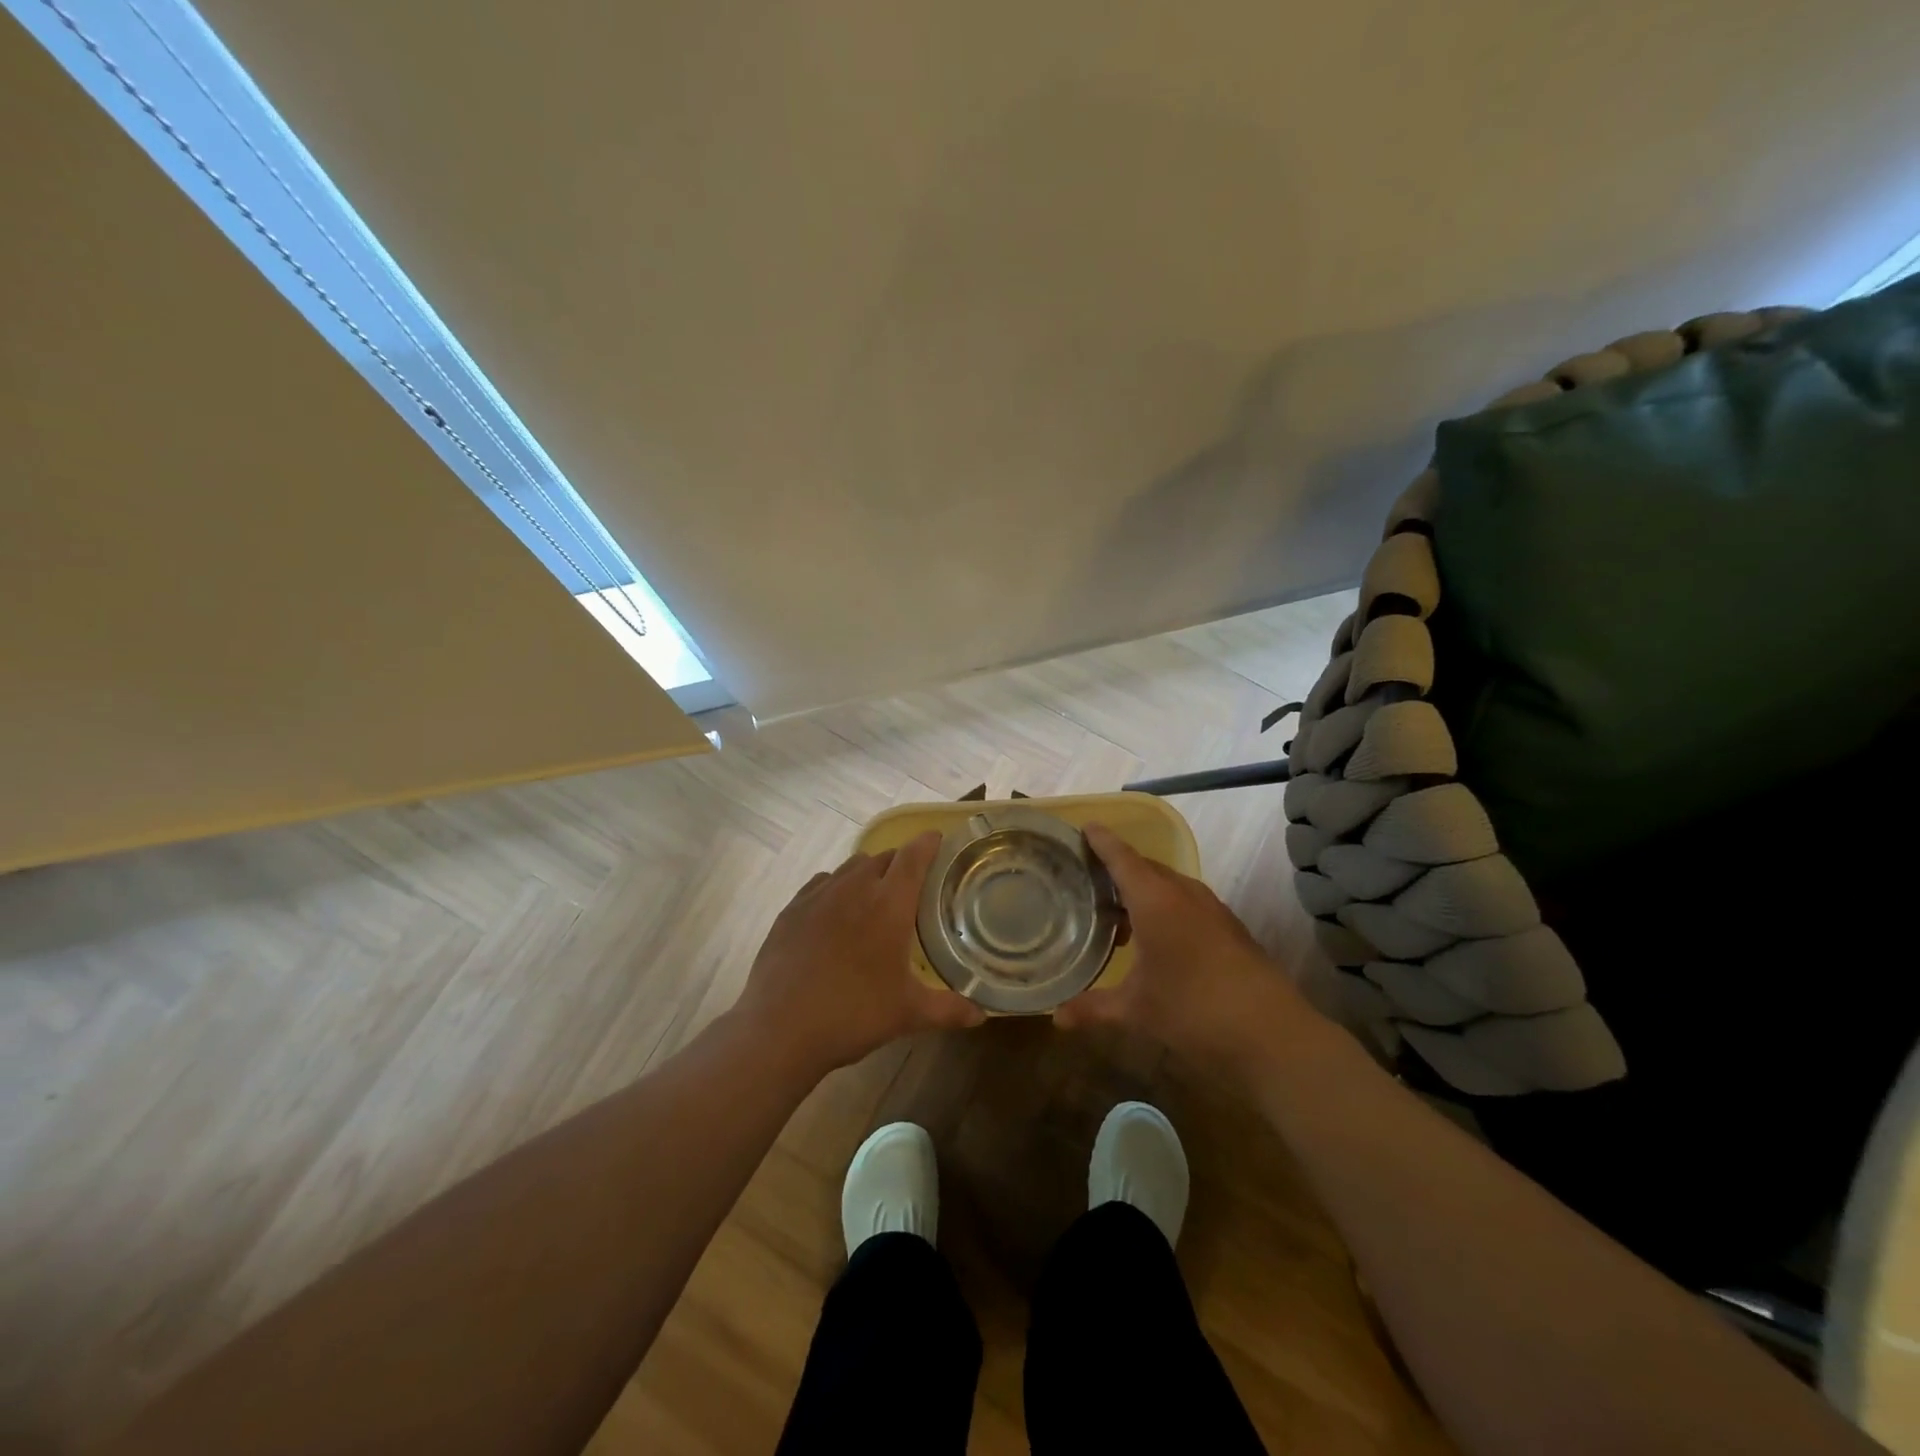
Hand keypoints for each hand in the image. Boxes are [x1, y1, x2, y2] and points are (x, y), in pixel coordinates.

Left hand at [732, 832, 984, 1080]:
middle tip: (911, 886)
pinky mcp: (791, 909)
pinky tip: (835, 912)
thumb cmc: (854, 1014)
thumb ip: (949, 1009)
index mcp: (889, 904)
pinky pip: (821, 883)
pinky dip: (835, 887)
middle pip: (883, 857)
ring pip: (850, 866)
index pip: (914, 856)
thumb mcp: (908, 1014)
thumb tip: (982, 1015)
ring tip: (873, 897)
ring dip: (867, 873)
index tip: (938, 839)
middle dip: (900, 863)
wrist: (780, 1028)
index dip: (928, 843)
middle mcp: (854, 888)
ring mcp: (818, 895)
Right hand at [1053, 824, 1313, 1074]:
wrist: (1272, 1032)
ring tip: (1115, 915)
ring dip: (1142, 891)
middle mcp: (1183, 893)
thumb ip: (1093, 1008)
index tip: (1083, 827)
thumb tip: (1056, 1018)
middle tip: (1087, 878)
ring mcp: (1211, 908)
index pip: (1121, 857)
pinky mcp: (1229, 926)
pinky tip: (1154, 939)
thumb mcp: (1136, 1010)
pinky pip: (1186, 901)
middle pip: (1144, 867)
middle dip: (1117, 868)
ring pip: (1168, 885)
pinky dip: (1164, 907)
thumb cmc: (1193, 1009)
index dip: (1101, 841)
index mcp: (1155, 899)